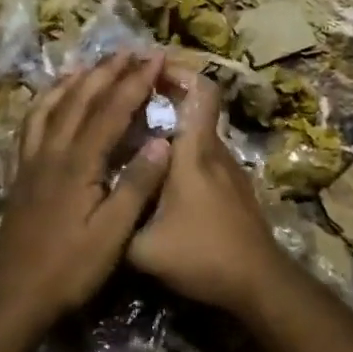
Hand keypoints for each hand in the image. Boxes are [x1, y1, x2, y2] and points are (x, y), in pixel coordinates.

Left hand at [0, 51, 171, 327]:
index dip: (135, 82)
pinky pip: (29, 126)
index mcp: (78, 163)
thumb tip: (162, 143)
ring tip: (89, 65)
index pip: (111, 110)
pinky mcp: (20, 174)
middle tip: (130, 51)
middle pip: (80, 99)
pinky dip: (42, 105)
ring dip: (73, 81)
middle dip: (107, 72)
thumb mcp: (112, 234)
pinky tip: (48, 103)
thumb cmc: (69, 268)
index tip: (156, 58)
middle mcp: (52, 152)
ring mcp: (31, 161)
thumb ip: (136, 186)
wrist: (13, 295)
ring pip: (50, 106)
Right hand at [127, 66, 294, 314]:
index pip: (200, 91)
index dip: (178, 71)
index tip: (149, 67)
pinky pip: (206, 157)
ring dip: (173, 128)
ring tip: (137, 139)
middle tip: (129, 101)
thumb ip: (117, 220)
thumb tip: (94, 205)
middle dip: (166, 96)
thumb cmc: (202, 256)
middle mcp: (215, 152)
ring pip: (199, 135)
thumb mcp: (142, 249)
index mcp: (194, 153)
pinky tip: (161, 177)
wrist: (258, 284)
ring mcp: (229, 171)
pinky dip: (184, 154)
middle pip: (197, 108)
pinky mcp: (235, 190)